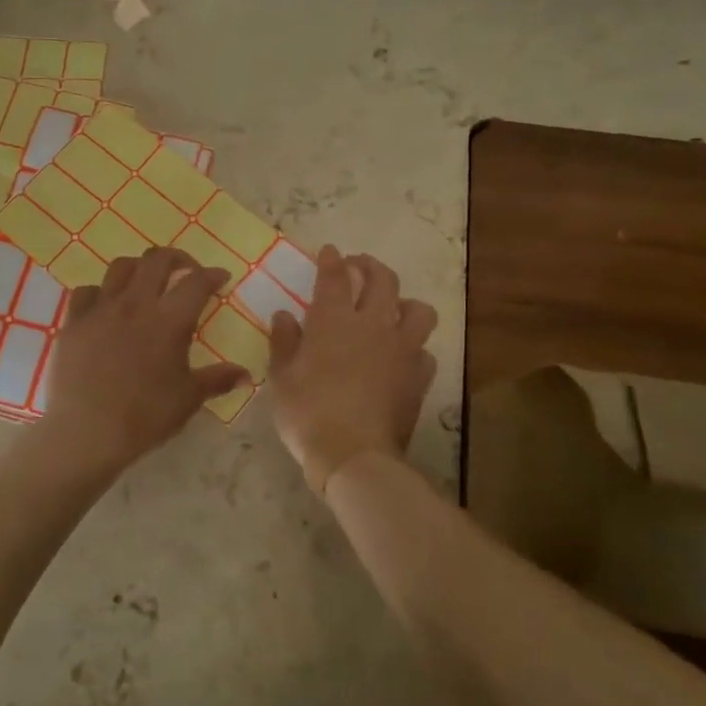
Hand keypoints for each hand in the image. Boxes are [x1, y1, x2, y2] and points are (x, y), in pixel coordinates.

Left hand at [39, 247, 250, 475]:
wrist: (87, 431)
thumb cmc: (145, 416)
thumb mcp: (188, 399)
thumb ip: (218, 379)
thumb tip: (246, 374)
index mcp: (169, 320)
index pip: (196, 282)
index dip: (212, 275)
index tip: (220, 277)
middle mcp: (135, 304)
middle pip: (157, 260)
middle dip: (177, 258)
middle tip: (186, 271)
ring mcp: (100, 309)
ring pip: (120, 267)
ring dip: (139, 268)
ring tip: (146, 282)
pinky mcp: (73, 322)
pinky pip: (86, 292)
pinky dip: (100, 293)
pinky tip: (105, 307)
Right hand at [267, 245, 437, 495]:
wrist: (354, 454)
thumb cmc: (307, 412)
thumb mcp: (281, 377)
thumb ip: (284, 341)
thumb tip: (284, 315)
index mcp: (334, 320)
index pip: (335, 276)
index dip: (332, 260)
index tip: (330, 251)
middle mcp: (373, 325)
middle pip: (383, 280)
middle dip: (371, 266)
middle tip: (360, 267)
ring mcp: (402, 350)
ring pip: (419, 310)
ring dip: (405, 303)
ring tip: (393, 310)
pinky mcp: (419, 377)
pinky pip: (424, 352)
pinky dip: (414, 349)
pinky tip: (403, 357)